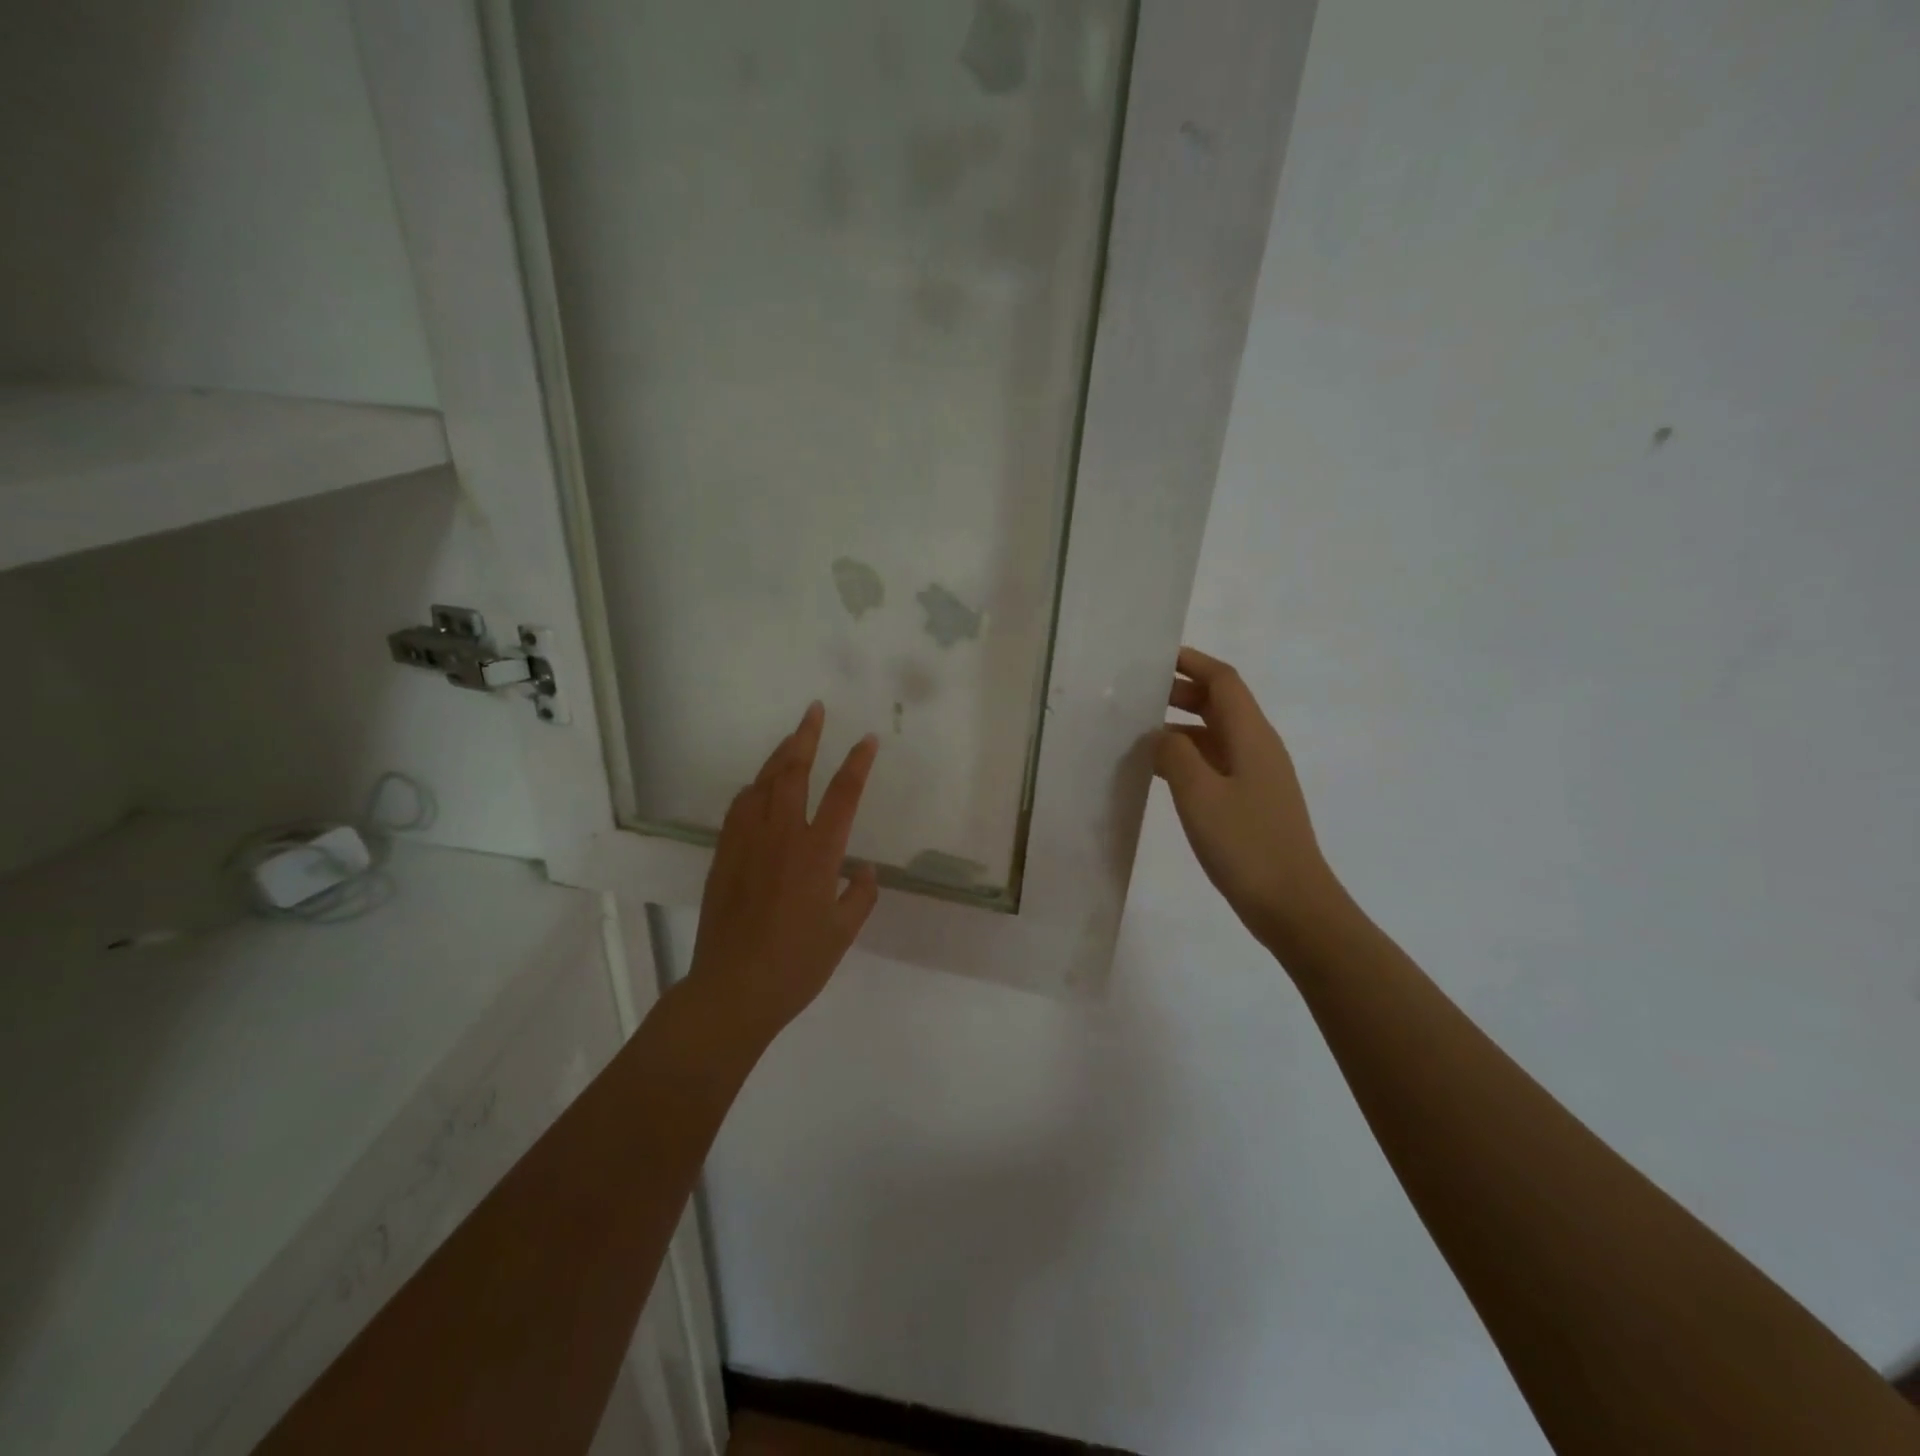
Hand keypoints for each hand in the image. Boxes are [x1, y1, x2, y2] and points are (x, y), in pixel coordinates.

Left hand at [686, 703, 880, 1039]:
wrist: (733, 989)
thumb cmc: (797, 965)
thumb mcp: (842, 933)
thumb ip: (859, 895)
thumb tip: (862, 870)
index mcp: (818, 853)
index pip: (844, 794)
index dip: (857, 763)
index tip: (867, 740)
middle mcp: (782, 836)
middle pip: (794, 772)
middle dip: (806, 736)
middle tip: (814, 710)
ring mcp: (747, 842)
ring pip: (762, 783)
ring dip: (778, 755)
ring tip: (791, 738)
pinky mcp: (724, 855)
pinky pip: (739, 808)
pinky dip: (753, 788)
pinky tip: (757, 787)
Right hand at [1155, 647, 1346, 953]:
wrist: (1292, 905)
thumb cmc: (1246, 845)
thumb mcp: (1199, 794)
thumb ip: (1174, 754)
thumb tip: (1160, 735)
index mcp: (1251, 736)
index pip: (1223, 681)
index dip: (1192, 662)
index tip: (1155, 657)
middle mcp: (1258, 748)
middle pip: (1220, 705)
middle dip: (1181, 692)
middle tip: (1137, 696)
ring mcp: (1257, 776)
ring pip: (1216, 736)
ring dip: (1181, 726)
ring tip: (1138, 733)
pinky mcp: (1251, 802)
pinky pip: (1216, 764)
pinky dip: (1188, 757)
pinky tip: (1160, 773)